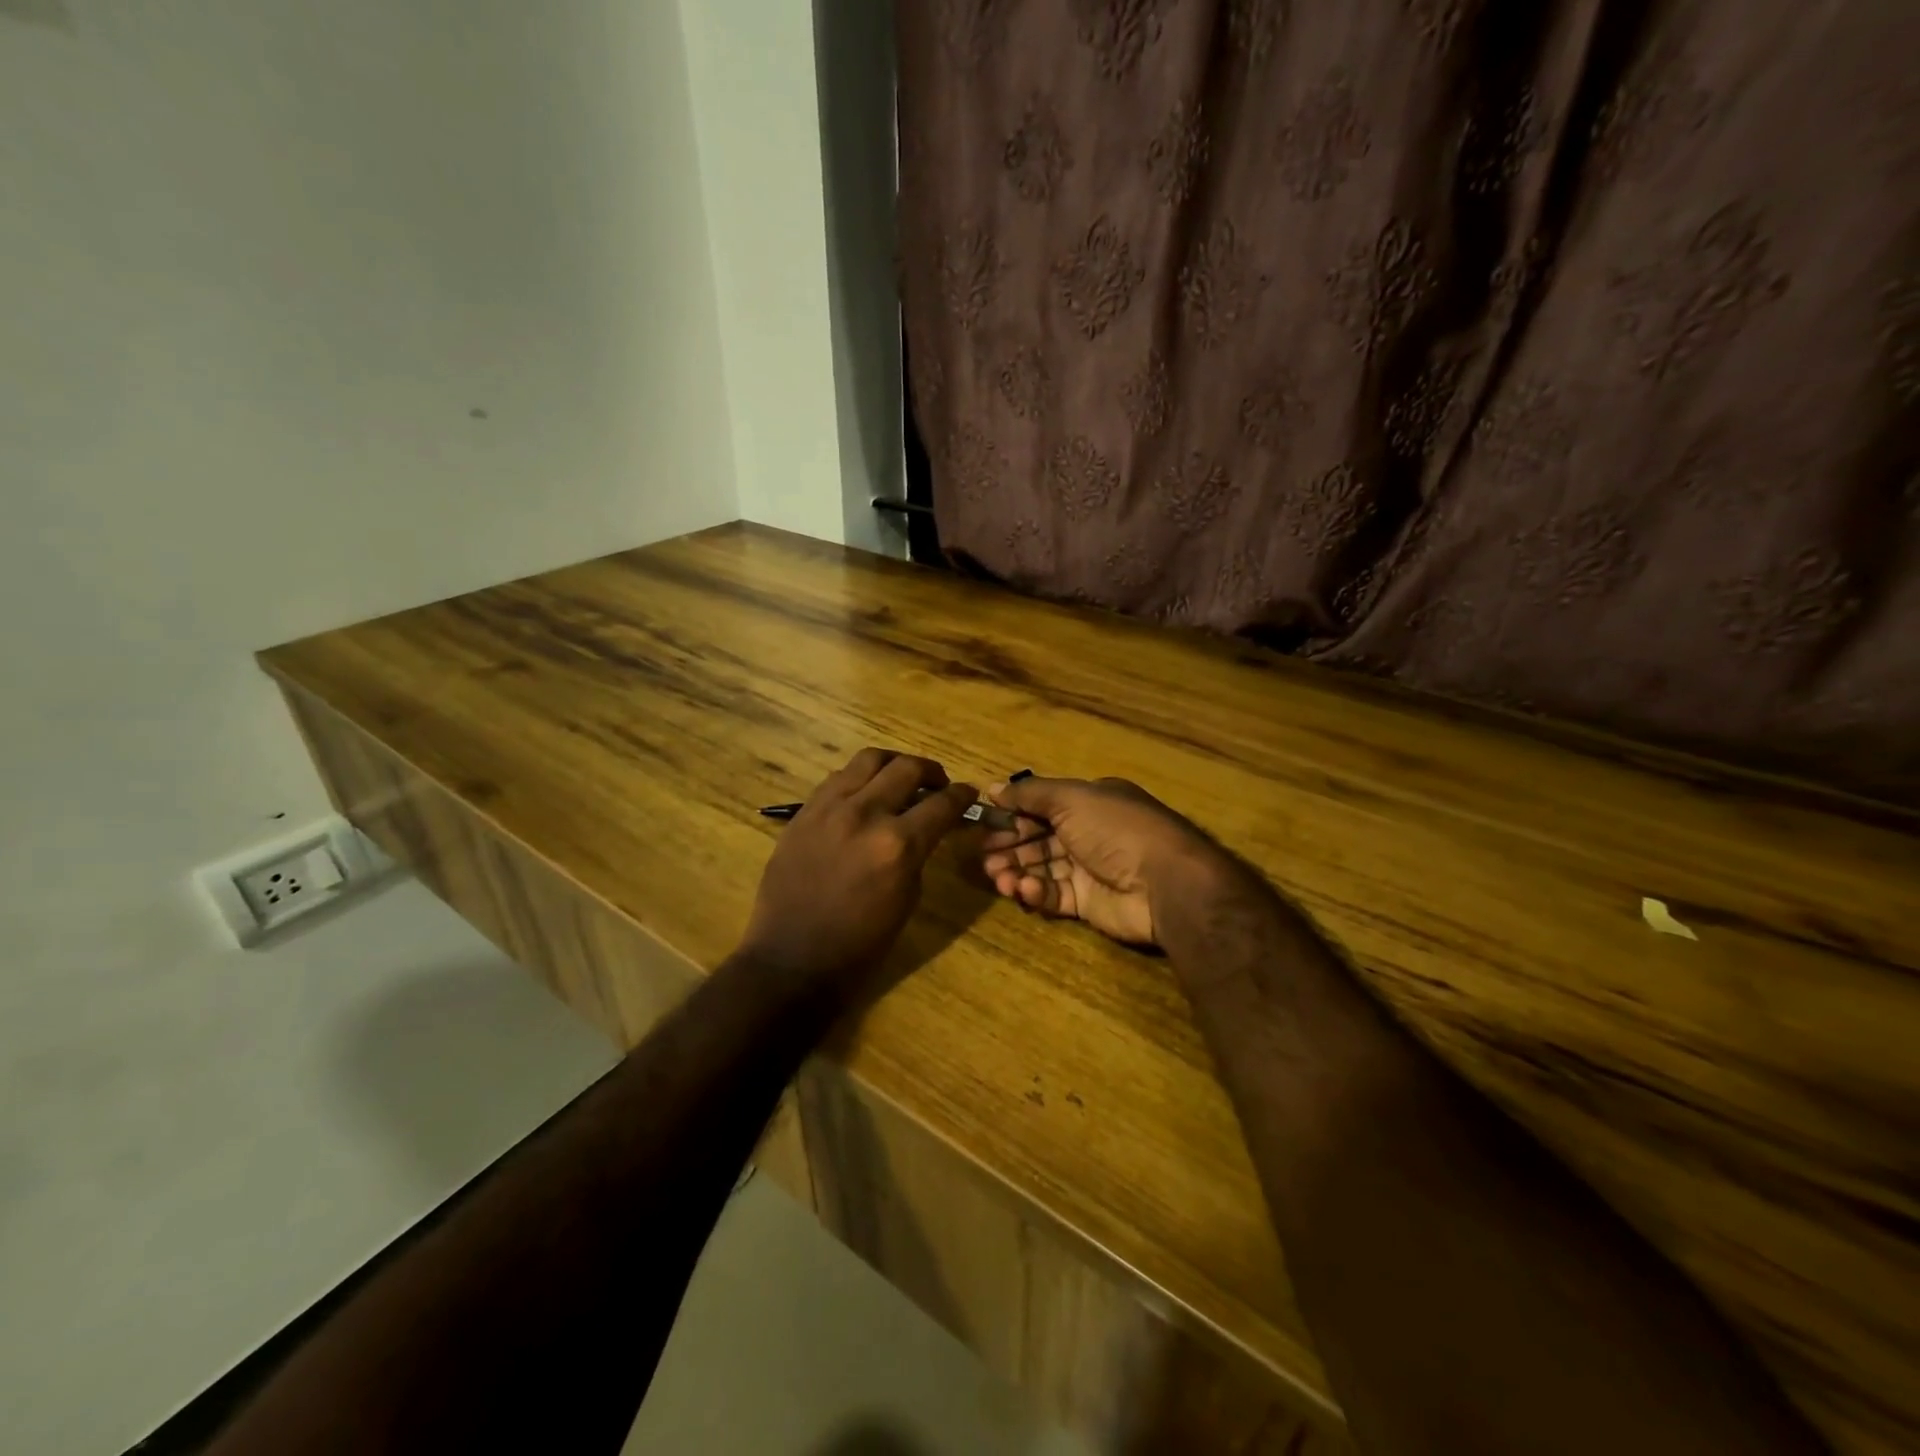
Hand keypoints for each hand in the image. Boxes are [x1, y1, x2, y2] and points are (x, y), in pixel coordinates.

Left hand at [739, 748, 977, 1003]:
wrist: (792, 959)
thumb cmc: (860, 944)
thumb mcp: (907, 898)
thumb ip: (919, 852)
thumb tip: (927, 827)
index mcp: (898, 845)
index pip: (942, 803)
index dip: (963, 795)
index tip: (969, 793)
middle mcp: (865, 815)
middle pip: (907, 768)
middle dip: (932, 771)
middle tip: (938, 784)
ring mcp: (829, 808)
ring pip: (869, 760)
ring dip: (894, 764)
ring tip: (901, 777)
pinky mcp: (803, 812)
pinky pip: (837, 778)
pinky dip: (860, 778)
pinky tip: (864, 794)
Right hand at [979, 776, 1231, 945]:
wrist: (1164, 883)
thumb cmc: (1115, 829)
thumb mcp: (1071, 798)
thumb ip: (1029, 793)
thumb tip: (992, 787)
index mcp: (1089, 802)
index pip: (1042, 805)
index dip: (1012, 814)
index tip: (983, 823)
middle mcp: (1089, 833)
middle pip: (1038, 838)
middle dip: (1009, 846)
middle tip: (983, 856)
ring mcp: (1089, 869)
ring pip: (1042, 868)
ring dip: (1016, 870)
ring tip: (997, 877)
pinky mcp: (1088, 903)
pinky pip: (1054, 895)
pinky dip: (1036, 892)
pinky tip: (1023, 890)